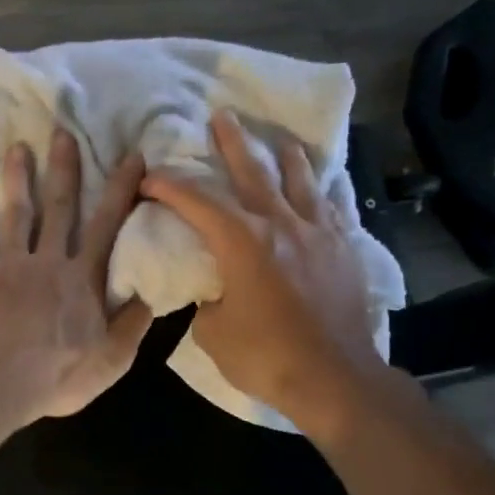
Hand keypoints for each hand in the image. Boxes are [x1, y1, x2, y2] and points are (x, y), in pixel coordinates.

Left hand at [0, 129, 153, 425]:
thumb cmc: (57, 374)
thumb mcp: (112, 359)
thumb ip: (132, 325)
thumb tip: (151, 295)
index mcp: (82, 279)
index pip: (107, 227)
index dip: (122, 191)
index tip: (132, 156)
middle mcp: (48, 261)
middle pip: (60, 207)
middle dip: (65, 169)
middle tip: (64, 131)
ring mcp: (9, 265)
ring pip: (16, 213)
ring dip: (17, 178)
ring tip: (17, 147)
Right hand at [140, 110, 391, 432]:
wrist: (334, 378)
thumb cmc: (265, 357)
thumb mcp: (213, 332)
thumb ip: (208, 298)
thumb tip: (215, 288)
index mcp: (242, 242)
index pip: (197, 202)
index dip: (169, 186)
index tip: (149, 176)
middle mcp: (281, 224)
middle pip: (253, 172)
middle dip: (232, 143)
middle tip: (222, 115)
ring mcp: (319, 233)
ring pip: (301, 180)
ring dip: (285, 155)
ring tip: (280, 138)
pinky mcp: (345, 249)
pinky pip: (334, 206)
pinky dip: (324, 189)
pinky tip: (325, 182)